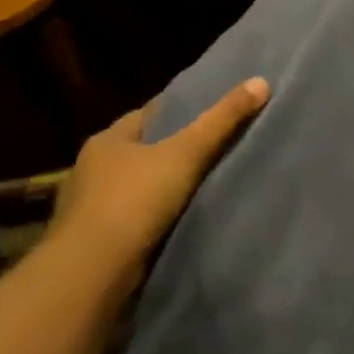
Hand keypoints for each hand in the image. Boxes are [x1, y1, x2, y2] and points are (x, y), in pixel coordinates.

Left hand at [47, 77, 270, 278]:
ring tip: (207, 183)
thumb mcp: (186, 153)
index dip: (181, 111)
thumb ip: (222, 120)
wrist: (91, 272)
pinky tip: (183, 217)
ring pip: (139, 184)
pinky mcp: (99, 238)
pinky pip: (136, 215)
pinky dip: (158, 214)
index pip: (148, 115)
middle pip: (144, 149)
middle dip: (175, 149)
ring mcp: (92, 206)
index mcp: (108, 140)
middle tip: (218, 146)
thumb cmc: (134, 200)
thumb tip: (261, 81)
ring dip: (165, 185)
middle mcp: (93, 168)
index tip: (213, 111)